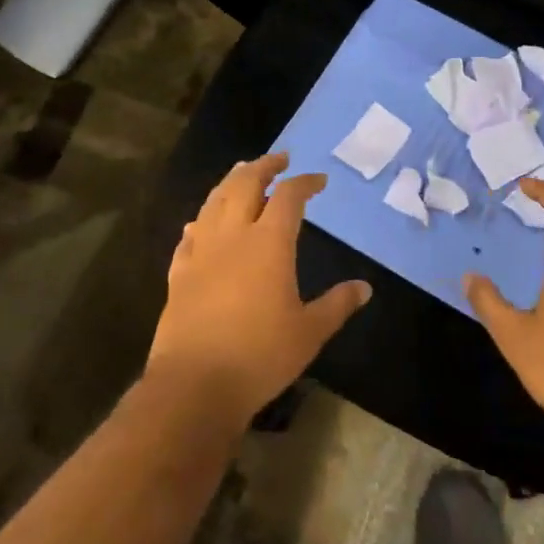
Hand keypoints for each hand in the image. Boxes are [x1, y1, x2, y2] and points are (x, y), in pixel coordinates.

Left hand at [147, 152, 370, 433]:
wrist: (195, 384)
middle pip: (245, 184)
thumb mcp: (310, 332)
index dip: (305, 182)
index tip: (319, 180)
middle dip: (263, 166)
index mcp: (269, 243)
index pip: (289, 197)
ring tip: (241, 172)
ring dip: (230, 182)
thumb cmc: (260, 356)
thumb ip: (337, 305)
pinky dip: (201, 221)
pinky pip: (189, 236)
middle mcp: (233, 236)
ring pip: (213, 202)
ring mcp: (201, 253)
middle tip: (278, 158)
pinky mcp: (179, 274)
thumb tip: (365, 288)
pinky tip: (200, 223)